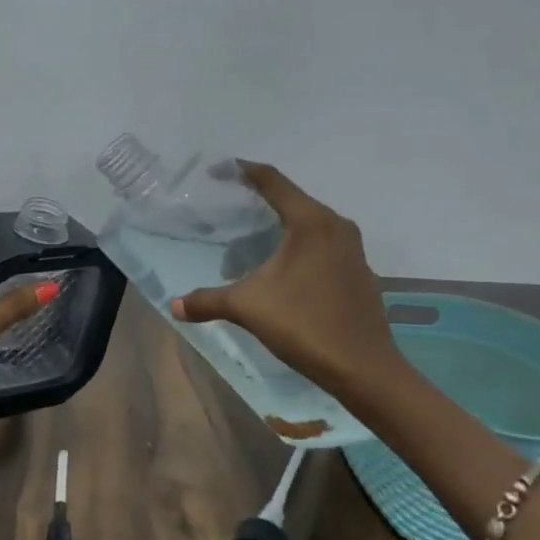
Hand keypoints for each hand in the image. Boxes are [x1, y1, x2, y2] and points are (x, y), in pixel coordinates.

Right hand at [171, 162, 403, 396]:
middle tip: (227, 207)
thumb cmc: (305, 325)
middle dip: (259, 200)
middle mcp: (336, 226)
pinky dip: (297, 245)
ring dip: (279, 226)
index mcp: (311, 222)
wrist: (364, 369)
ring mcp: (352, 249)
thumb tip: (174, 306)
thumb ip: (209, 301)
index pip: (273, 181)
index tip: (219, 169)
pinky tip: (280, 269)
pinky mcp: (358, 271)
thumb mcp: (248, 307)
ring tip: (248, 241)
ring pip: (308, 224)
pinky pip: (322, 244)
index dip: (244, 171)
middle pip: (292, 199)